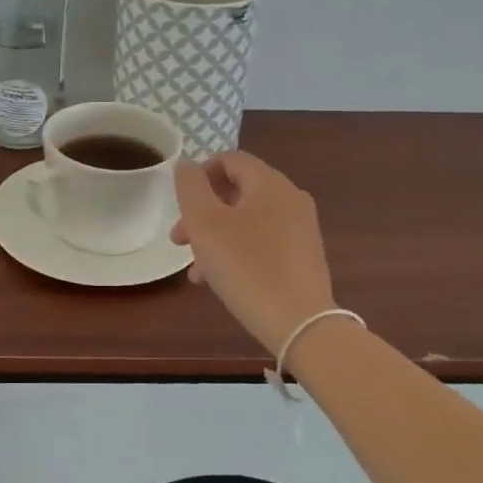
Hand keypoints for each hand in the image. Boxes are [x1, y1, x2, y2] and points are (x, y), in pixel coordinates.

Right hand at [171, 152, 337, 353]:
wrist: (299, 323)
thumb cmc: (246, 266)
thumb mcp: (205, 223)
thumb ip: (191, 188)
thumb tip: (187, 166)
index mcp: (270, 183)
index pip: (231, 159)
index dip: (200, 173)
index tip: (180, 201)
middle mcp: (291, 199)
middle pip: (237, 191)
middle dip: (202, 212)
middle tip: (179, 239)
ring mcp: (301, 229)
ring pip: (247, 220)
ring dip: (216, 236)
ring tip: (195, 269)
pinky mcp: (304, 257)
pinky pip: (263, 242)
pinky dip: (238, 251)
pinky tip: (220, 280)